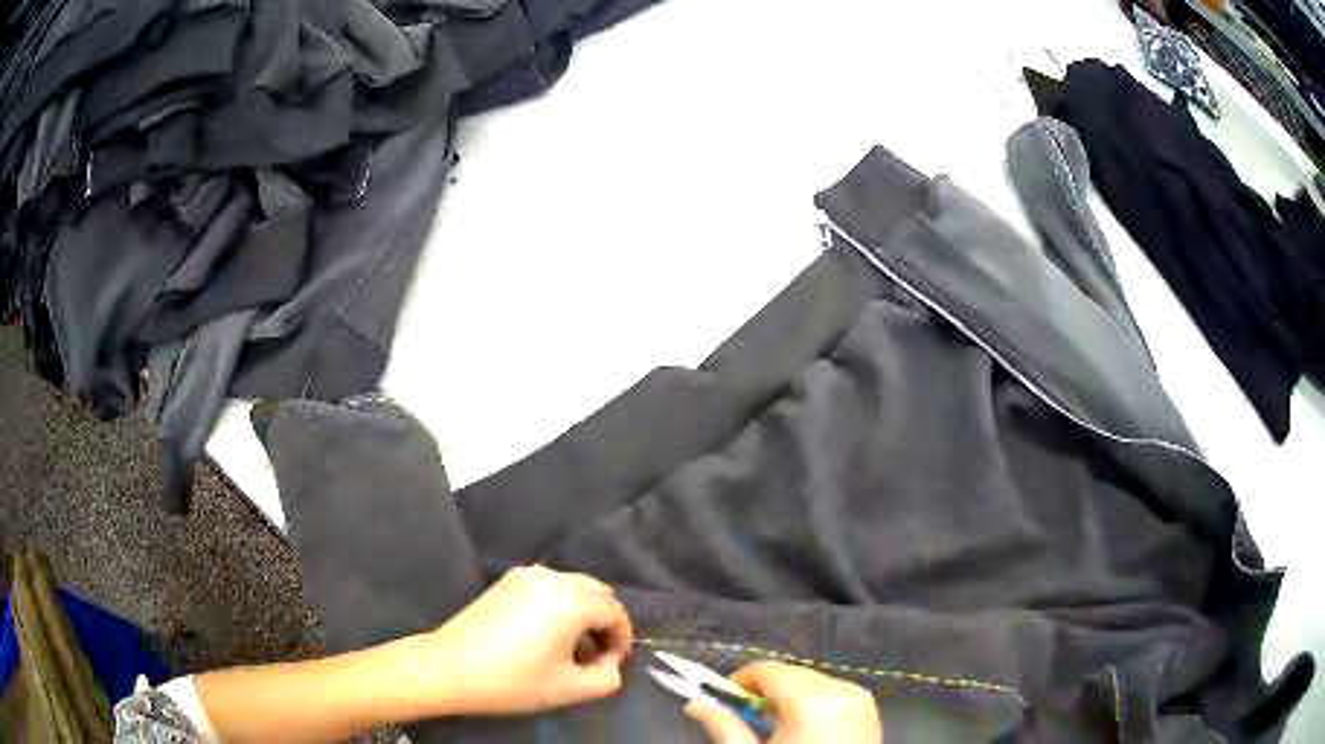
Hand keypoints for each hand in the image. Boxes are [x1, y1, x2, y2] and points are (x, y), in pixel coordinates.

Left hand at [422, 565, 634, 715]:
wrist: (449, 668)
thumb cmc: (512, 682)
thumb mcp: (569, 690)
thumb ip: (607, 677)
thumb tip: (610, 660)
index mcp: (570, 602)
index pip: (615, 612)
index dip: (623, 638)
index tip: (613, 664)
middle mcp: (552, 578)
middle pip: (599, 591)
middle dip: (607, 620)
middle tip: (599, 654)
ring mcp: (527, 574)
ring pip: (575, 585)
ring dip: (585, 610)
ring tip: (574, 644)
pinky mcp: (508, 580)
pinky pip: (551, 584)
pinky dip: (562, 602)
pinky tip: (548, 632)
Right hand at [686, 661, 882, 742]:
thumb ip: (724, 728)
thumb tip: (696, 705)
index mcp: (811, 702)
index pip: (767, 670)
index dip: (740, 682)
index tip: (725, 703)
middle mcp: (840, 691)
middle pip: (791, 673)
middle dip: (765, 690)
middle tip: (748, 719)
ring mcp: (860, 699)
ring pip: (813, 681)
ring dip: (789, 695)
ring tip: (776, 727)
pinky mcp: (869, 710)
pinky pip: (834, 692)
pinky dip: (814, 702)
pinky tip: (803, 729)